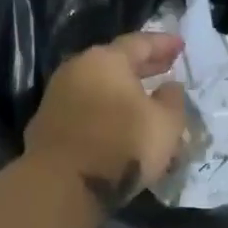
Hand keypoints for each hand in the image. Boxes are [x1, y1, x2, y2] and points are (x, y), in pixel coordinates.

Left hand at [25, 32, 186, 211]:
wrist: (64, 184)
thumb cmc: (122, 145)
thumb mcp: (166, 124)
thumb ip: (173, 101)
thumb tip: (170, 87)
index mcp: (106, 60)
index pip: (139, 43)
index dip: (163, 44)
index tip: (180, 46)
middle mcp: (77, 71)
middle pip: (114, 64)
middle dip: (142, 68)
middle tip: (164, 69)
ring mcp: (57, 98)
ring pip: (99, 90)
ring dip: (122, 95)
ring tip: (143, 103)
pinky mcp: (47, 127)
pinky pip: (86, 113)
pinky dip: (105, 115)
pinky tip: (117, 127)